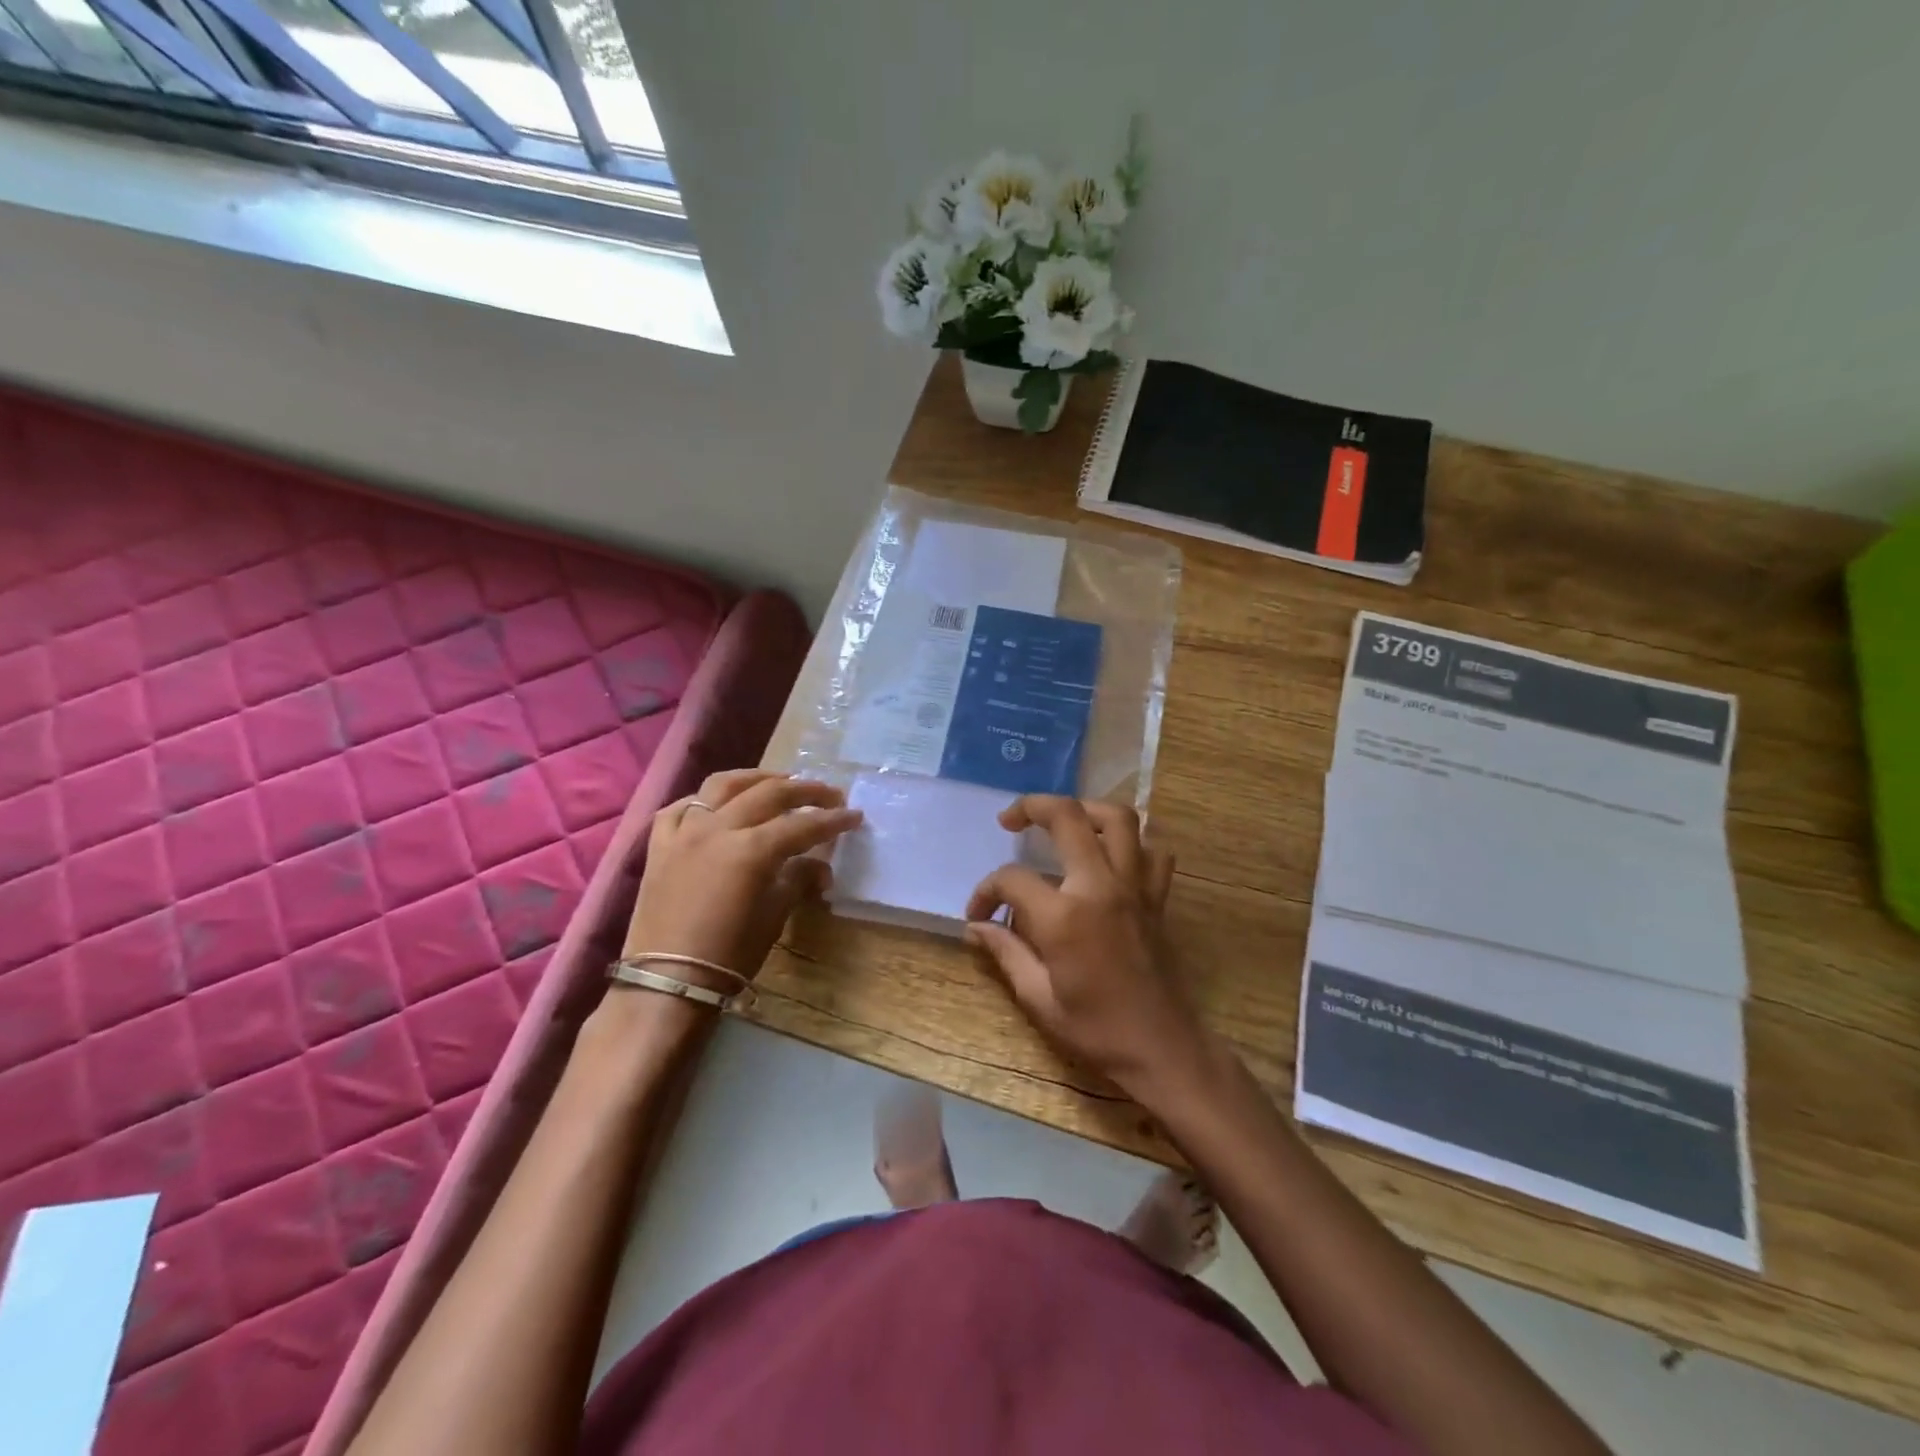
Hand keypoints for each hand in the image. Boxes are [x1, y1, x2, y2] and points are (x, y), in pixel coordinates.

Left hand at [623, 770, 861, 984]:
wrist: (667, 982)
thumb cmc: (730, 955)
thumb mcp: (774, 916)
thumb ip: (799, 880)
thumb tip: (820, 867)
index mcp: (751, 850)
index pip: (802, 825)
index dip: (832, 819)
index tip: (855, 816)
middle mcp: (717, 829)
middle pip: (768, 794)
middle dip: (804, 790)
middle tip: (829, 793)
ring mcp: (684, 833)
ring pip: (722, 786)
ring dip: (755, 778)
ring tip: (778, 782)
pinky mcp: (659, 846)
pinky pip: (679, 809)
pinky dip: (702, 801)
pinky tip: (716, 806)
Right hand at [964, 795, 1205, 1096]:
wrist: (1163, 1050)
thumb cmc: (1097, 1030)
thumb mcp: (1039, 999)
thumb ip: (1006, 952)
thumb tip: (976, 926)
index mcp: (1065, 916)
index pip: (1012, 879)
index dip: (986, 891)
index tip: (978, 914)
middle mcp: (1101, 887)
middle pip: (1068, 817)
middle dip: (1032, 806)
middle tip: (1010, 818)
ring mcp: (1135, 887)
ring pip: (1119, 818)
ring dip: (1087, 809)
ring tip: (1064, 820)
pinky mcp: (1157, 897)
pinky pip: (1152, 851)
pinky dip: (1132, 843)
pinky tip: (1112, 856)